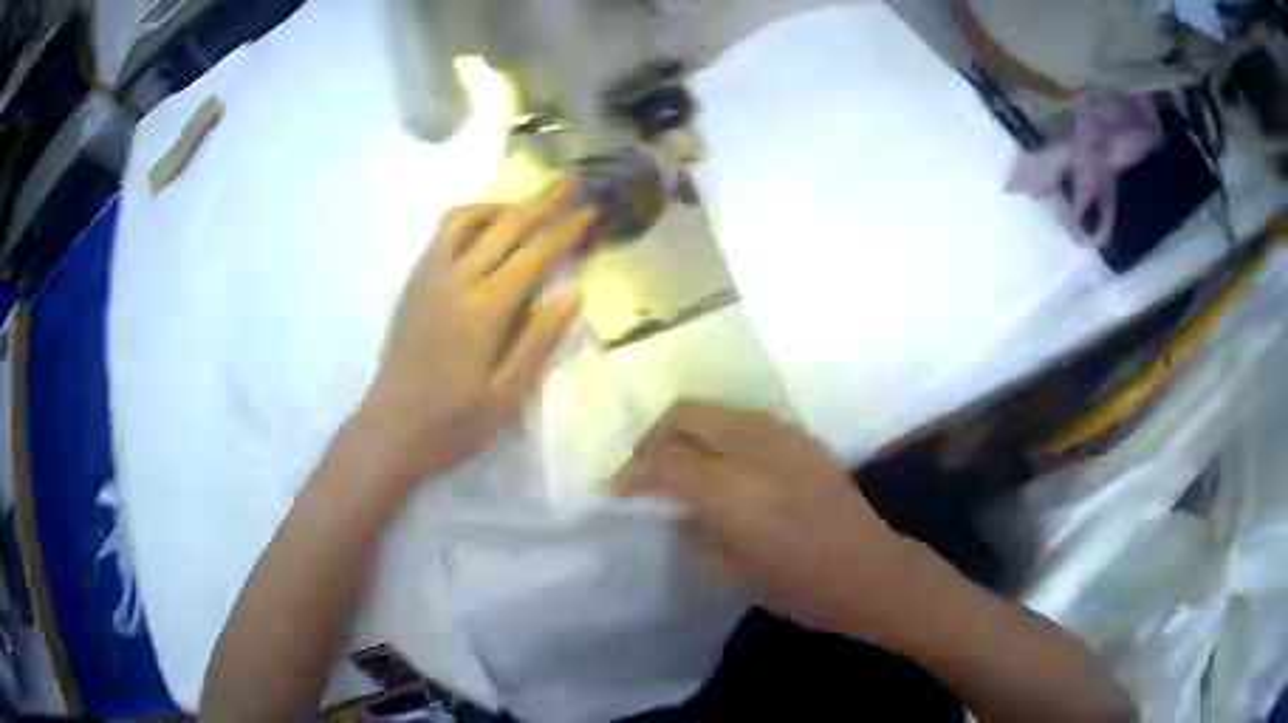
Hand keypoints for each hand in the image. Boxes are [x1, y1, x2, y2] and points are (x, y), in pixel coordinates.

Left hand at [358, 181, 596, 486]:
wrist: (390, 429)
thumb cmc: (452, 423)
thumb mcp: (507, 397)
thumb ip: (538, 342)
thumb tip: (572, 295)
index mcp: (485, 311)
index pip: (533, 256)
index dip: (565, 230)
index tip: (589, 210)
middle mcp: (457, 281)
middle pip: (505, 226)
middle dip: (542, 201)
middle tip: (570, 180)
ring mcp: (430, 277)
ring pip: (469, 220)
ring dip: (503, 204)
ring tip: (528, 203)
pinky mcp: (414, 283)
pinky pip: (442, 234)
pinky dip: (468, 218)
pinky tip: (483, 226)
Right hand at [615, 401, 911, 638]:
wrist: (870, 571)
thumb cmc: (801, 590)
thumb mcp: (734, 571)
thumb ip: (698, 526)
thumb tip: (672, 503)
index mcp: (736, 494)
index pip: (668, 462)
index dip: (635, 472)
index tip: (617, 487)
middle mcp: (756, 452)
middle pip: (687, 416)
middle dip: (654, 436)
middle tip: (641, 465)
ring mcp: (783, 437)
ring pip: (715, 408)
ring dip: (683, 426)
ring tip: (672, 456)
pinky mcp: (801, 436)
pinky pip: (743, 416)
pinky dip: (715, 428)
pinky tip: (714, 455)